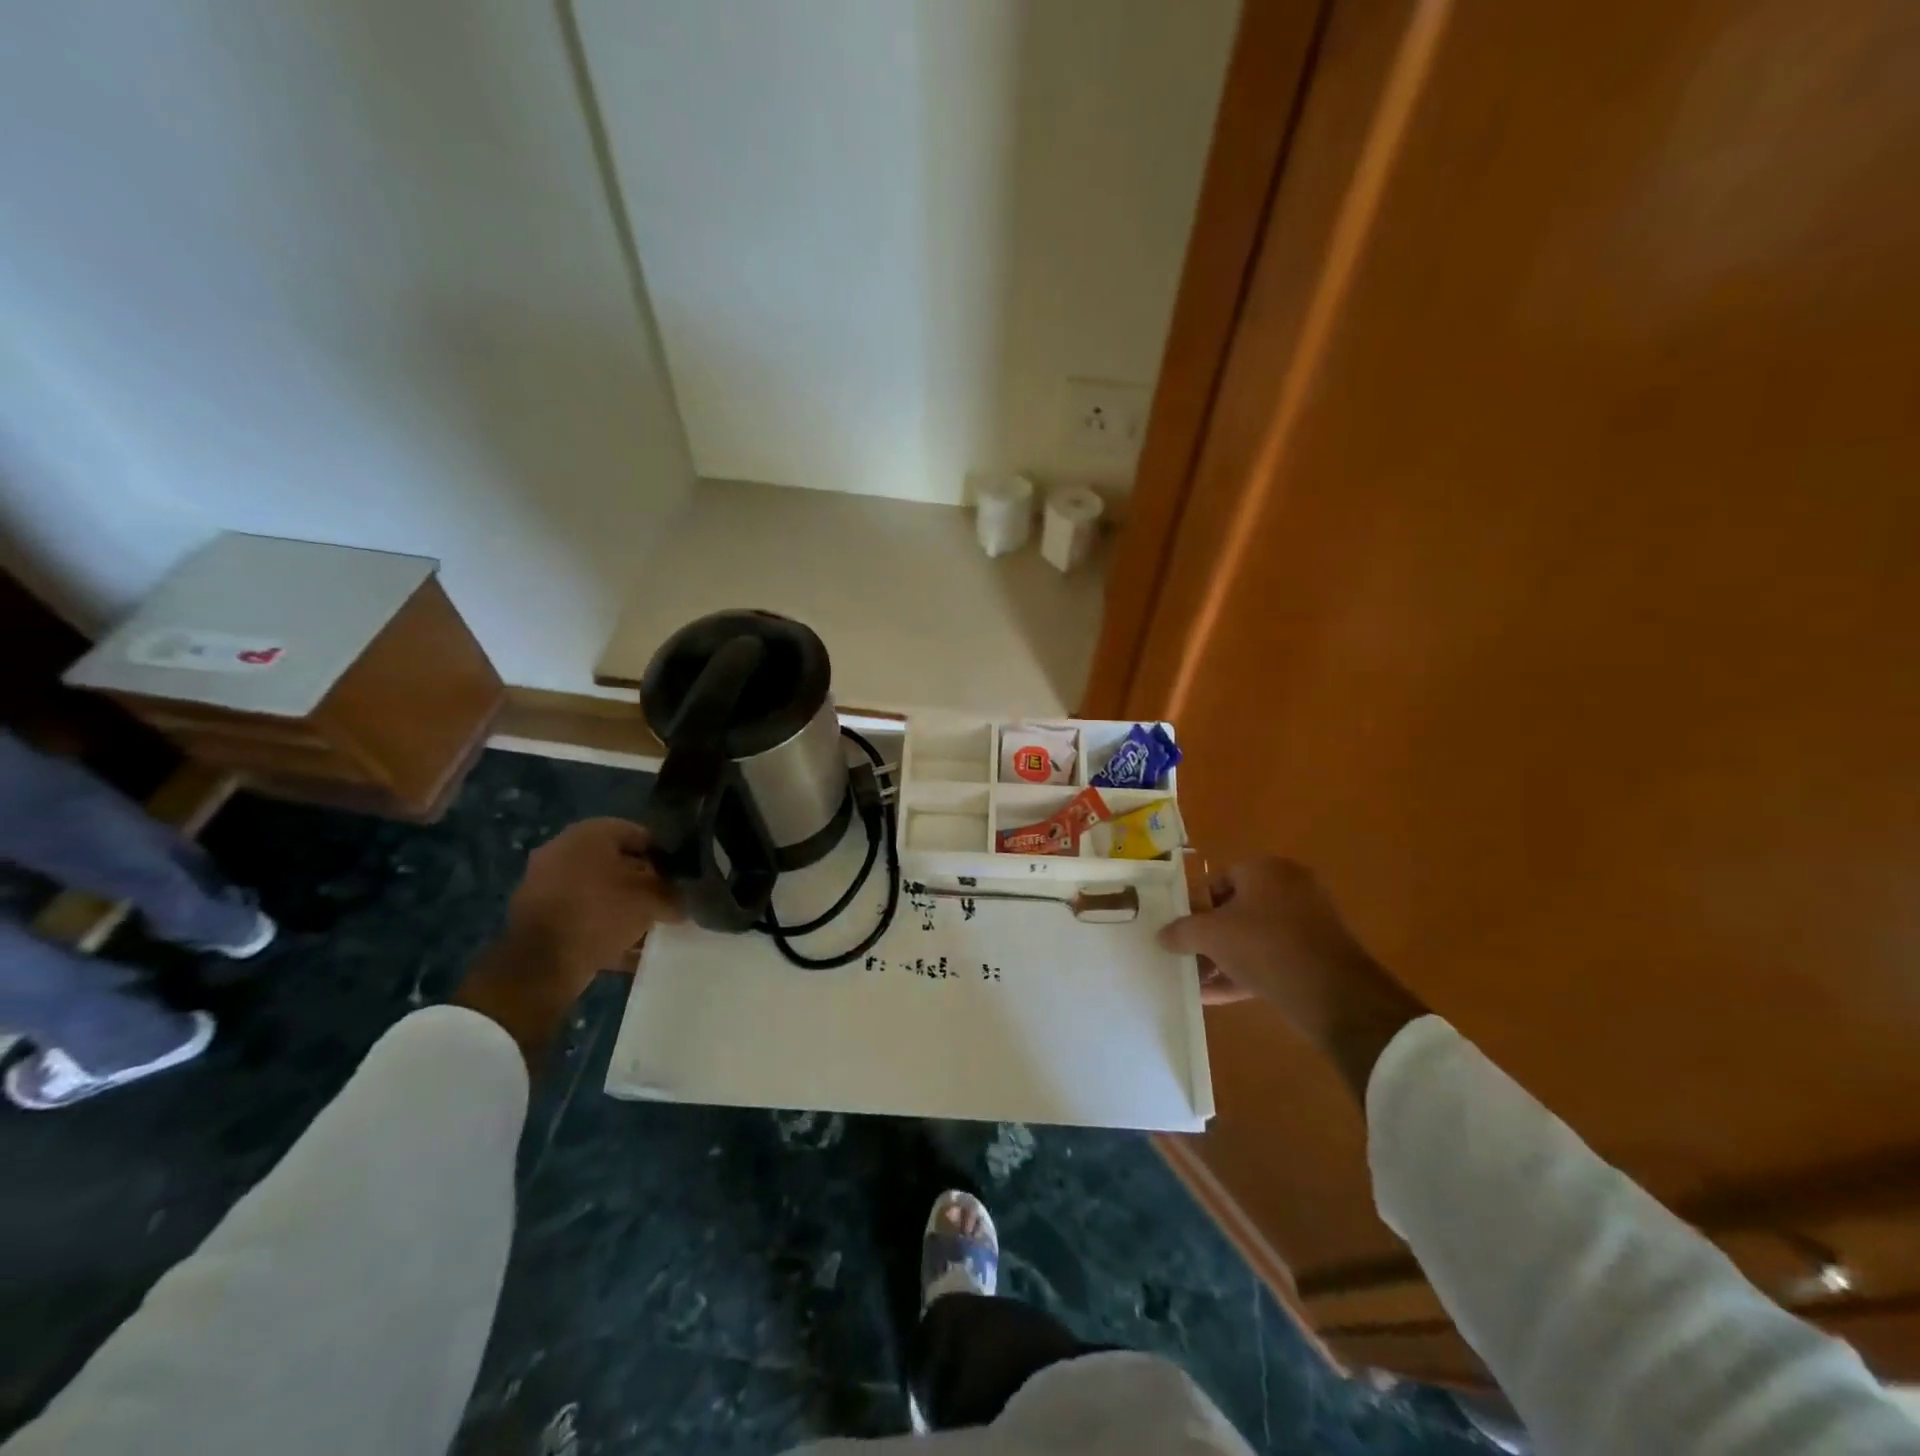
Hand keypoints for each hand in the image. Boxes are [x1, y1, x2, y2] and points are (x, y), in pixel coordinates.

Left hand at [505, 818, 681, 988]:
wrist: (540, 963)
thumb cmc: (600, 913)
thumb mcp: (651, 900)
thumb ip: (673, 895)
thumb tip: (683, 901)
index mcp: (589, 834)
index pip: (639, 834)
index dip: (664, 855)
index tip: (679, 878)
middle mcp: (563, 850)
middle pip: (617, 863)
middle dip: (643, 883)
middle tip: (665, 902)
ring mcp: (546, 884)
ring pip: (599, 892)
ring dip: (623, 908)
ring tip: (649, 929)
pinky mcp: (538, 917)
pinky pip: (582, 917)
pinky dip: (603, 929)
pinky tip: (627, 950)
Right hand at [1160, 857, 1426, 1096]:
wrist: (1334, 994)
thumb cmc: (1265, 946)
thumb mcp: (1211, 936)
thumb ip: (1181, 931)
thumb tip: (1162, 935)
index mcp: (1266, 870)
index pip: (1219, 880)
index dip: (1196, 906)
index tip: (1182, 931)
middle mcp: (1290, 887)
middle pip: (1237, 909)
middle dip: (1210, 936)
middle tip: (1188, 956)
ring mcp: (1309, 922)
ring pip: (1254, 936)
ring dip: (1225, 957)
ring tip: (1198, 981)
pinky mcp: (1318, 955)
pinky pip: (1272, 958)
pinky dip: (1246, 973)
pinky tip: (1217, 997)